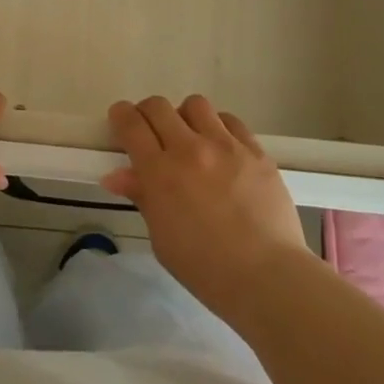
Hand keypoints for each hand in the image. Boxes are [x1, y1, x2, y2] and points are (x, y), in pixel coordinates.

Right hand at [101, 95, 311, 312]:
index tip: (121, 122)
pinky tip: (222, 149)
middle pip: (158, 106)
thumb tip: (116, 175)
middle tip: (151, 133)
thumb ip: (142, 197)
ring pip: (195, 105)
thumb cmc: (205, 268)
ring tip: (191, 138)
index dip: (120, 116)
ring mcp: (226, 146)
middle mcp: (190, 149)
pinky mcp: (256, 151)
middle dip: (147, 114)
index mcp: (160, 173)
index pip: (131, 124)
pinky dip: (219, 128)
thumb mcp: (162, 237)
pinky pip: (230, 121)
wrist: (268, 277)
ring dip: (185, 117)